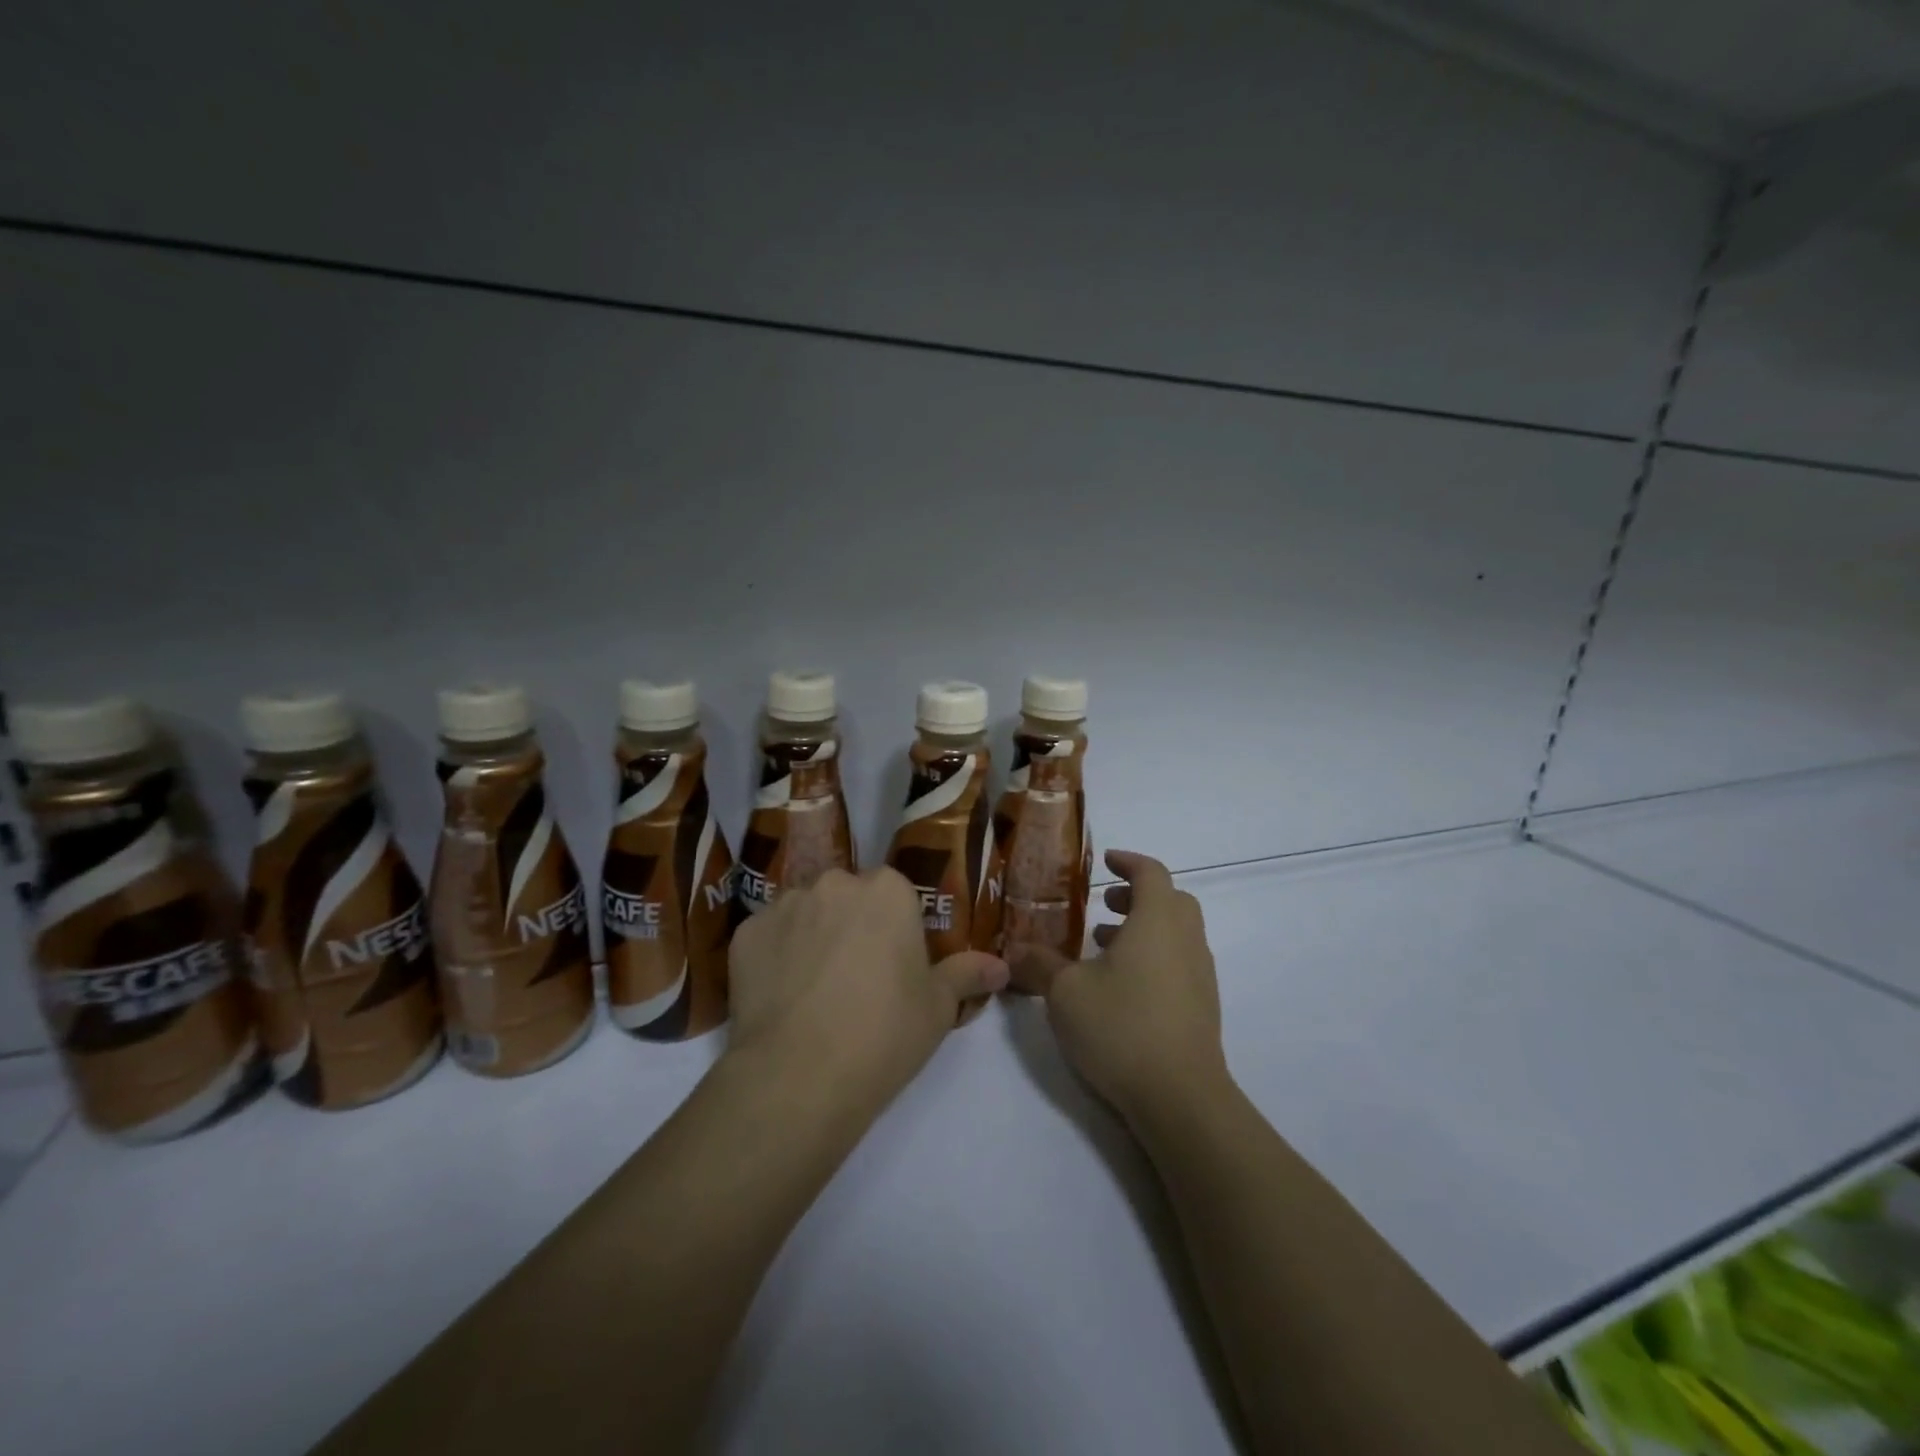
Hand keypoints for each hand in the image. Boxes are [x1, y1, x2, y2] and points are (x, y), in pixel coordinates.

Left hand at [726, 868, 1008, 1116]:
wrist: (799, 1076)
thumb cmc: (884, 1034)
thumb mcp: (938, 1008)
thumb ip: (967, 975)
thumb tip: (1001, 967)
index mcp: (887, 890)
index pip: (895, 894)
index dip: (896, 930)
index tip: (895, 966)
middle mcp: (834, 883)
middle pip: (848, 897)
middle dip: (852, 926)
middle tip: (856, 979)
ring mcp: (785, 905)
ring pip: (806, 913)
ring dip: (813, 937)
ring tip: (813, 991)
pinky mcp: (745, 933)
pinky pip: (769, 936)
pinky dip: (775, 956)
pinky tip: (780, 997)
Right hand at [1008, 850, 1227, 1124]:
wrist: (1181, 1097)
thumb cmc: (1121, 1027)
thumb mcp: (1065, 992)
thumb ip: (1040, 964)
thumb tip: (1015, 948)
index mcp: (1157, 921)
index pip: (1151, 872)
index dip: (1128, 862)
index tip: (1105, 861)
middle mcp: (1186, 939)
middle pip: (1170, 900)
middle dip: (1136, 895)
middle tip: (1103, 906)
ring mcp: (1200, 975)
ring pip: (1176, 933)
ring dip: (1143, 929)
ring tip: (1103, 948)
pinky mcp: (1203, 1007)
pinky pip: (1179, 962)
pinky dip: (1154, 957)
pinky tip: (1122, 988)